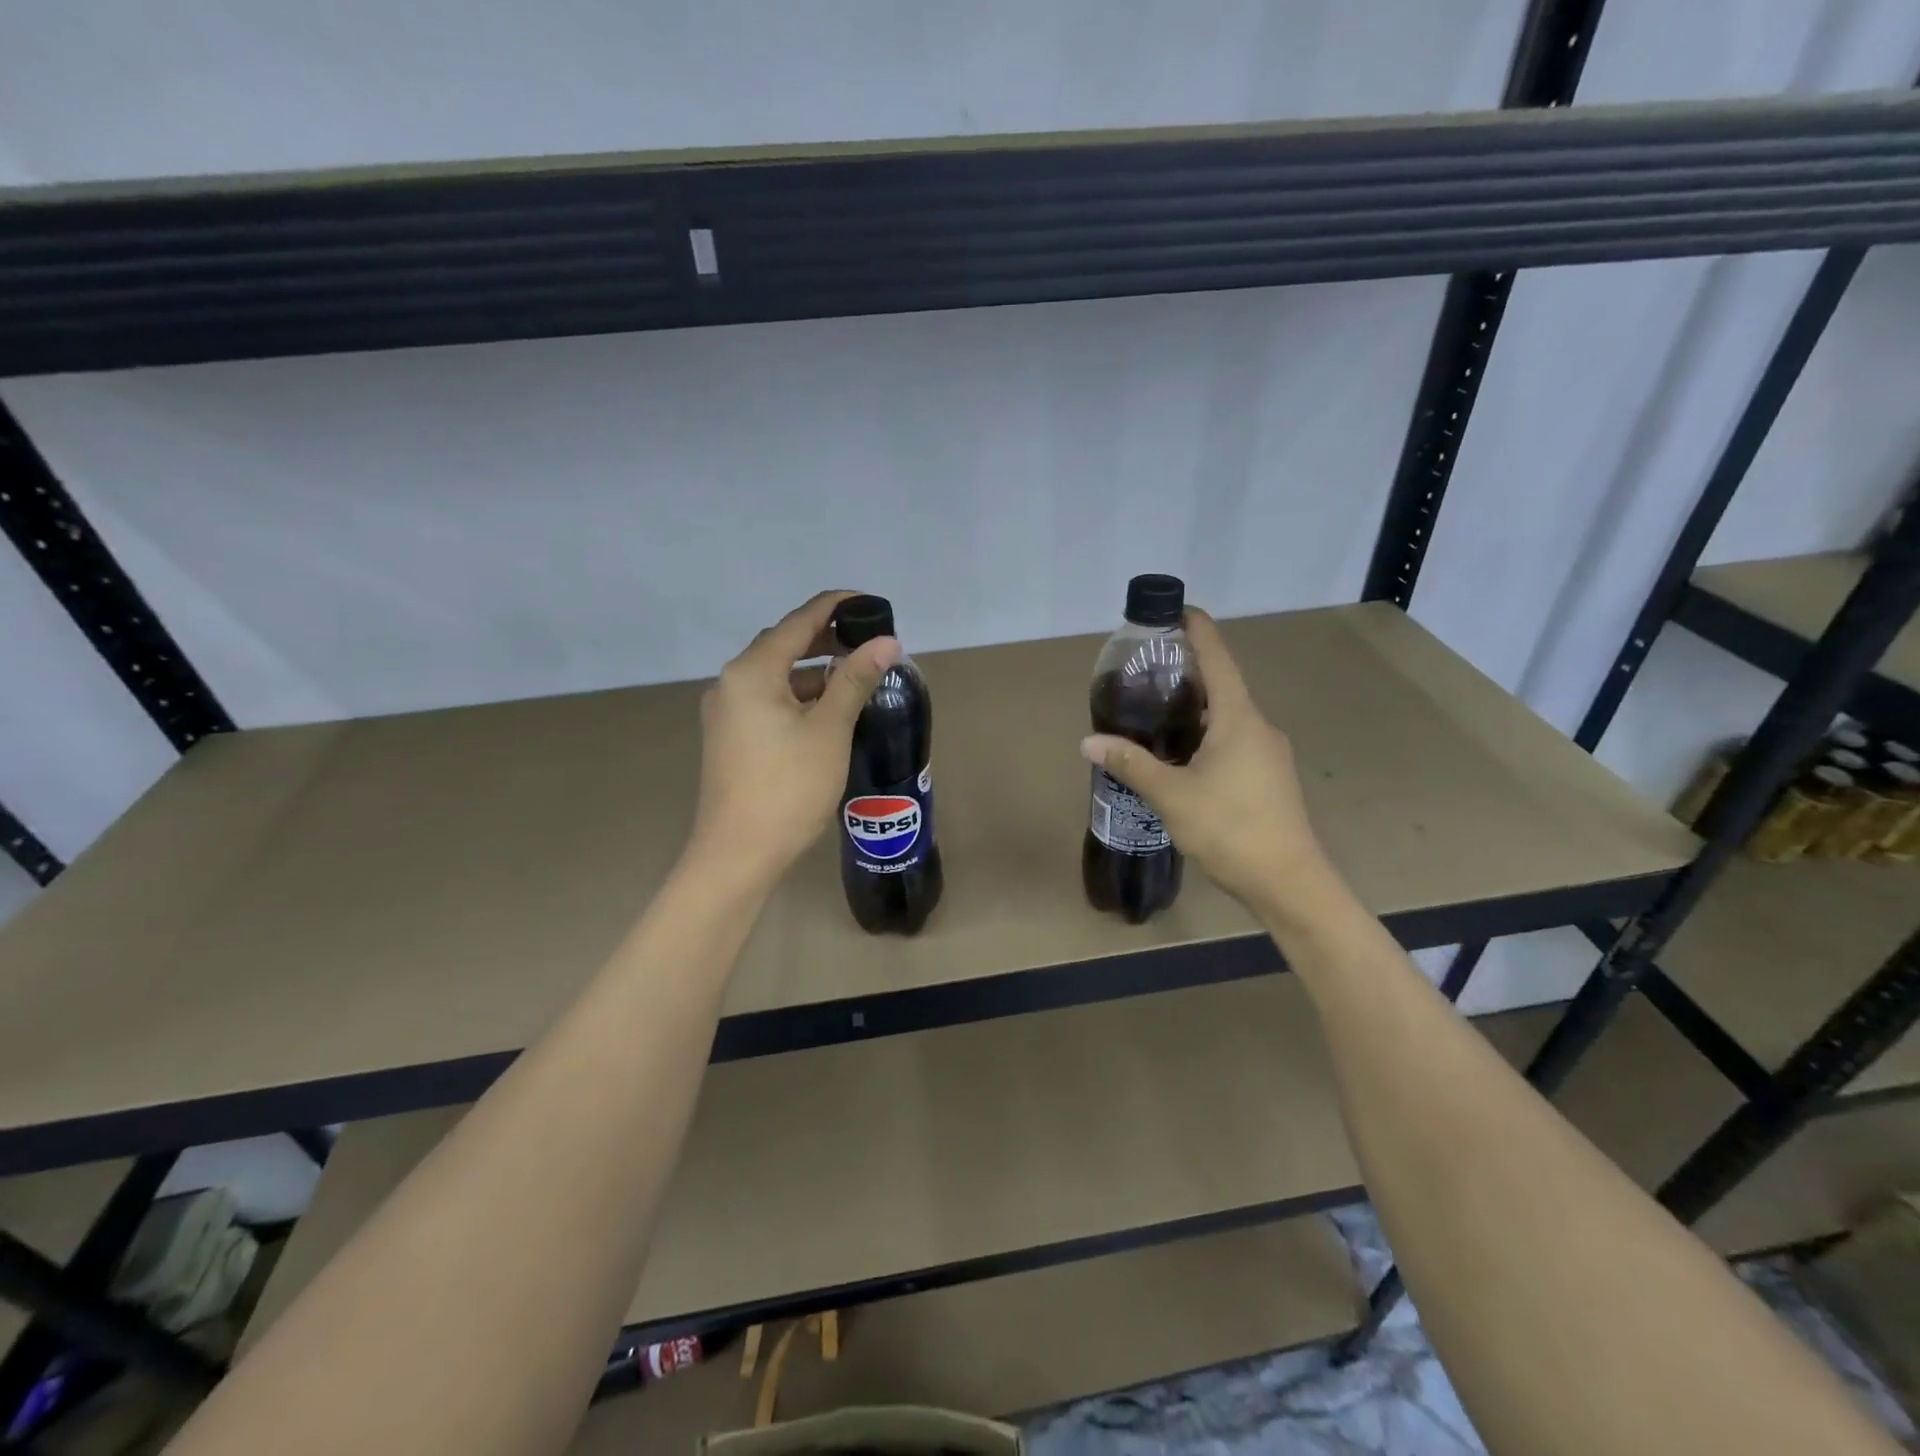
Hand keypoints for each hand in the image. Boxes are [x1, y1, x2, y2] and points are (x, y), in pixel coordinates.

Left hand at [687, 591, 898, 891]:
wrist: (737, 854)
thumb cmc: (788, 788)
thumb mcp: (829, 730)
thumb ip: (855, 680)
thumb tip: (887, 642)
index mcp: (752, 672)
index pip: (799, 622)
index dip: (836, 606)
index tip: (871, 602)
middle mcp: (731, 683)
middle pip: (783, 645)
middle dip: (826, 639)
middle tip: (869, 642)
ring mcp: (727, 712)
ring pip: (776, 675)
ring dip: (814, 671)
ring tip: (855, 676)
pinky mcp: (730, 737)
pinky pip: (768, 699)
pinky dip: (798, 696)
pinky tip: (827, 711)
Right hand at [1080, 606, 1333, 917]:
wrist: (1289, 882)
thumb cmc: (1231, 828)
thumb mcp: (1172, 795)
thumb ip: (1131, 764)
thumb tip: (1088, 741)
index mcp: (1238, 718)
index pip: (1218, 658)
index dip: (1197, 630)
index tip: (1176, 611)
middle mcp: (1258, 726)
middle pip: (1222, 685)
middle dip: (1188, 672)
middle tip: (1147, 669)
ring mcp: (1268, 753)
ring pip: (1227, 717)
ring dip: (1196, 707)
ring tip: (1155, 710)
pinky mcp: (1268, 777)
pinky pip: (1233, 740)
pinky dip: (1206, 734)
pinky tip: (1181, 754)